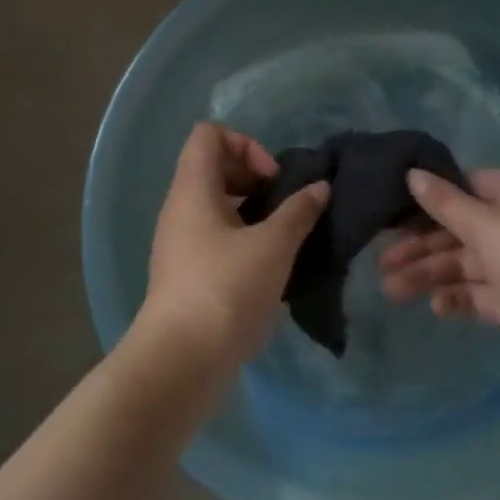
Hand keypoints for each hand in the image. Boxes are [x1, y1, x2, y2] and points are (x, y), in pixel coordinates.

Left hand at [137, 122, 328, 373]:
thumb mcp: (273, 246)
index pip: (209, 134)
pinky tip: (271, 268)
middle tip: (284, 206)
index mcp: (193, 189)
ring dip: (254, 212)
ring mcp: (181, 244)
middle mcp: (181, 209)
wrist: (180, 364)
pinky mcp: (188, 275)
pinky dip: (245, 241)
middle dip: (255, 177)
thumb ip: (299, 211)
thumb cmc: (225, 290)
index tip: (273, 178)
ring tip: (285, 236)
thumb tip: (320, 187)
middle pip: (214, 167)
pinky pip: (217, 238)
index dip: (245, 144)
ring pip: (218, 206)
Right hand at [381, 168, 499, 414]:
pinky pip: (482, 293)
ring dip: (431, 275)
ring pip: (468, 263)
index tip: (391, 210)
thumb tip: (411, 173)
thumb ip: (447, 204)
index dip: (431, 197)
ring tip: (392, 291)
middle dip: (423, 245)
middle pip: (464, 227)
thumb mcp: (490, 229)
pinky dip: (458, 297)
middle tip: (382, 261)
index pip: (470, 185)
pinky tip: (435, 307)